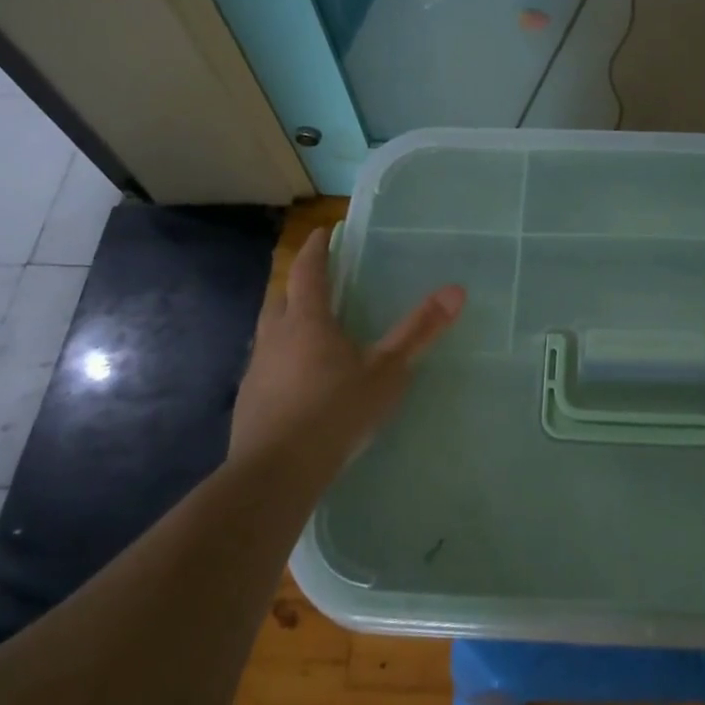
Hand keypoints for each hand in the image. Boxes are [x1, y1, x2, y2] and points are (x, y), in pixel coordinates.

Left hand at [232, 227, 463, 471]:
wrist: (277, 472)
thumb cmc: (336, 412)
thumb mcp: (387, 371)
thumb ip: (419, 331)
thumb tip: (456, 289)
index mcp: (307, 321)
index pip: (308, 271)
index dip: (316, 248)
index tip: (323, 232)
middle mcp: (275, 337)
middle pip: (280, 296)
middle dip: (296, 282)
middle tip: (315, 279)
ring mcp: (257, 370)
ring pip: (268, 332)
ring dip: (285, 320)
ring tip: (308, 329)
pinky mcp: (249, 401)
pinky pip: (265, 365)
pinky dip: (281, 358)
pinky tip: (297, 380)